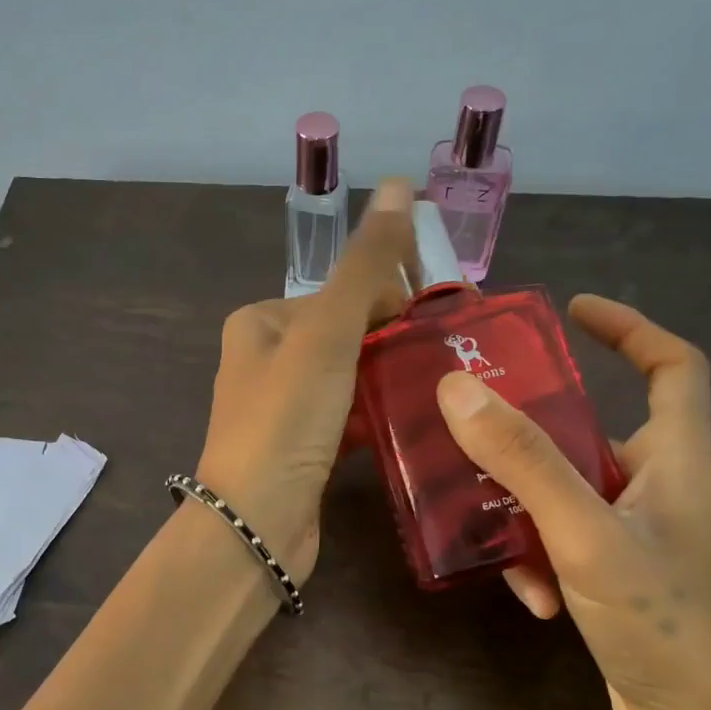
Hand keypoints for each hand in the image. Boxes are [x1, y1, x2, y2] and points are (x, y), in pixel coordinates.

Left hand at [196, 179, 415, 580]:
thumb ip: (366, 264)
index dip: (393, 300)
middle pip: (347, 334)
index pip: (340, 293)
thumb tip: (399, 184)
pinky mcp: (301, 449)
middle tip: (454, 354)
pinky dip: (378, 414)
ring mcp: (282, 407)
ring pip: (350, 377)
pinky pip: (348, 417)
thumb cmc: (287, 419)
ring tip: (448, 384)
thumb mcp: (328, 333)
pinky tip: (417, 418)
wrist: (256, 524)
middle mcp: (265, 358)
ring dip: (392, 377)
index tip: (446, 317)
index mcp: (261, 322)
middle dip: (396, 340)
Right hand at [435, 295, 710, 709]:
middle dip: (536, 427)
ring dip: (525, 506)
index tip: (572, 312)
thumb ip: (525, 461)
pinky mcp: (617, 577)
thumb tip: (459, 387)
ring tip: (487, 524)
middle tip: (476, 418)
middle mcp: (662, 488)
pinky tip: (527, 596)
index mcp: (678, 460)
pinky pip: (563, 541)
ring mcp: (639, 536)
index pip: (674, 366)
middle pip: (596, 429)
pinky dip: (539, 557)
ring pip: (566, 490)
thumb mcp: (587, 536)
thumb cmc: (668, 625)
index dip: (630, 327)